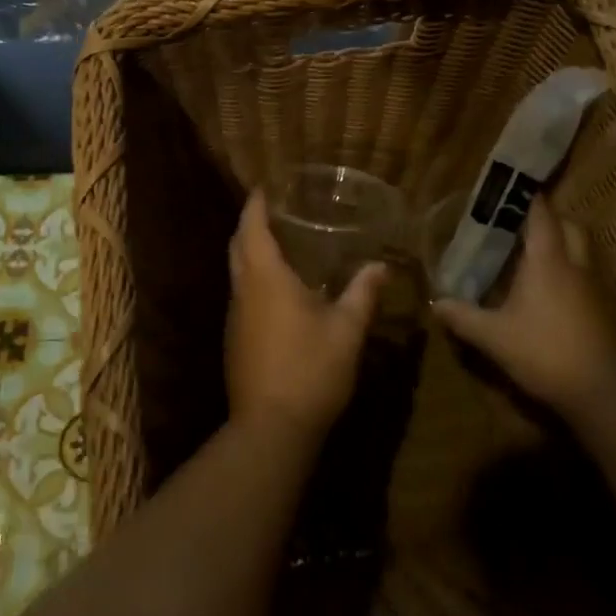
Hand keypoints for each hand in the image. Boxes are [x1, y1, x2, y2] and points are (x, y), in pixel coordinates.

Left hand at [225, 190, 384, 437]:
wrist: (271, 428)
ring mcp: (235, 317)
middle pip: (237, 246)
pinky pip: (242, 296)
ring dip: (250, 254)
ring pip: (236, 272)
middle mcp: (243, 291)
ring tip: (279, 245)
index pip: (252, 228)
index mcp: (266, 279)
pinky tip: (279, 292)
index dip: (255, 204)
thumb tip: (381, 266)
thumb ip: (362, 294)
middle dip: (249, 224)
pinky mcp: (235, 340)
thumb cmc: (310, 370)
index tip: (263, 186)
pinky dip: (254, 280)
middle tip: (273, 211)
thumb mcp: (346, 330)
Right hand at [434, 195, 615, 416]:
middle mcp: (573, 265)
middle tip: (518, 224)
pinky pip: (582, 275)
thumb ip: (463, 317)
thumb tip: (434, 303)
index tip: (508, 187)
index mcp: (547, 261)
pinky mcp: (600, 310)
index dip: (526, 197)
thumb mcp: (493, 336)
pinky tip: (544, 290)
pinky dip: (565, 271)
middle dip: (548, 219)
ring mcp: (591, 287)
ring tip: (528, 255)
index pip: (541, 214)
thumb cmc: (544, 351)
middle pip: (568, 226)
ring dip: (559, 245)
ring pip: (579, 251)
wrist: (601, 392)